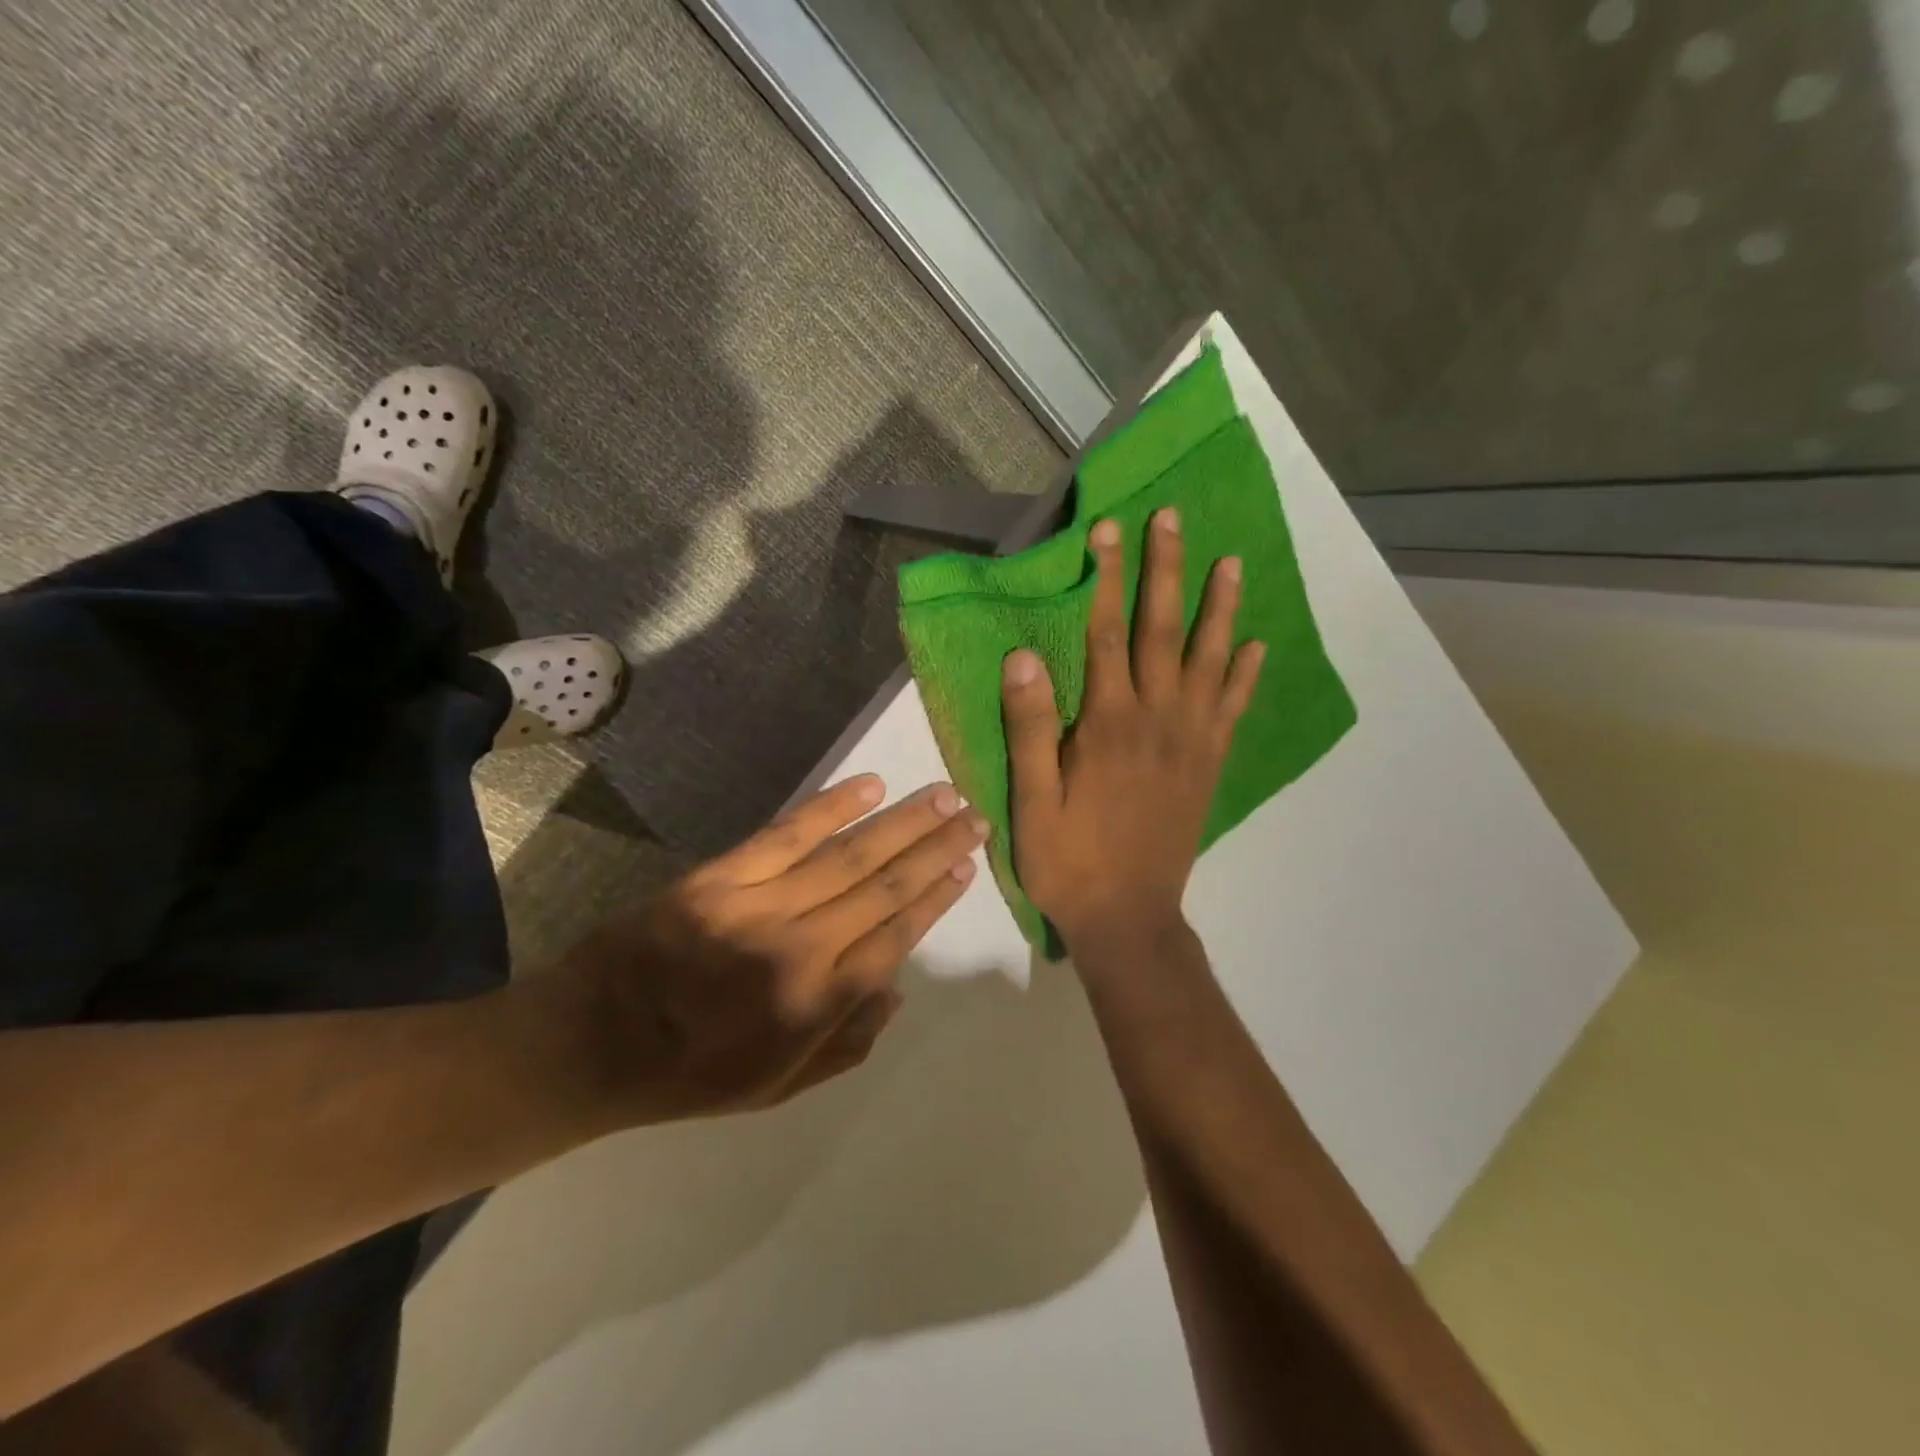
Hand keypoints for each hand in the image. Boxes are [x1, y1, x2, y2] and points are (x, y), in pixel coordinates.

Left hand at [549, 776, 985, 1127]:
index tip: (967, 866)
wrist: (591, 1043)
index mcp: (816, 1004)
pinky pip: (787, 834)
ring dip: (901, 822)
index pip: (896, 936)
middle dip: (935, 848)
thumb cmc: (693, 1074)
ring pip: (847, 855)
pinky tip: (870, 785)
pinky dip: (831, 808)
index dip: (936, 897)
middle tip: (974, 815)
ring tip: (942, 794)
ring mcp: (758, 905)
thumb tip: (899, 987)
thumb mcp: (779, 1089)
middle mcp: (799, 948)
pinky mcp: (720, 876)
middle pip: (884, 887)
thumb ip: (849, 1042)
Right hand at [1002, 509, 1263, 956]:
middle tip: (1173, 519)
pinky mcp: (1208, 765)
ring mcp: (1191, 741)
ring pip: (1210, 660)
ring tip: (1231, 563)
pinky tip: (1255, 646)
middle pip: (1164, 631)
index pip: (1108, 633)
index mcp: (1108, 724)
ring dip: (1219, 608)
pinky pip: (1233, 709)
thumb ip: (1030, 727)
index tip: (1108, 530)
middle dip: (1166, 571)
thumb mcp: (1032, 801)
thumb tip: (1023, 655)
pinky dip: (1245, 674)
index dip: (1107, 578)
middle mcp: (1157, 719)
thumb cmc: (1069, 860)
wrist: (1129, 918)